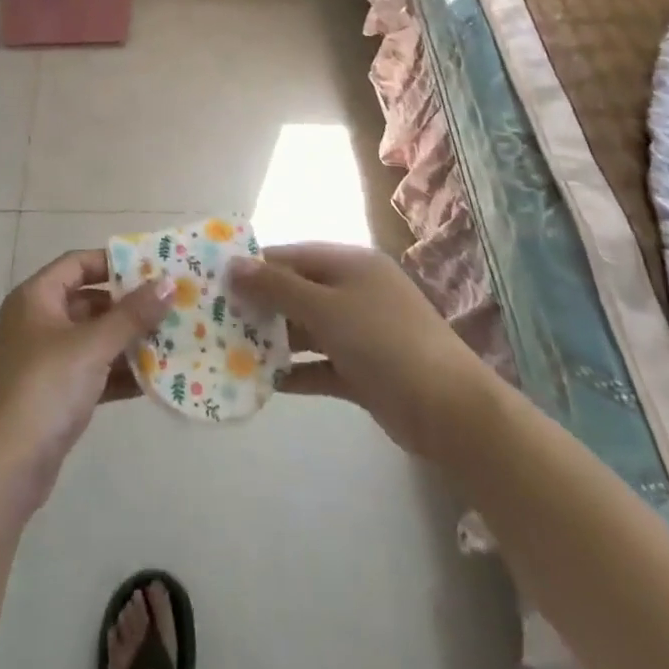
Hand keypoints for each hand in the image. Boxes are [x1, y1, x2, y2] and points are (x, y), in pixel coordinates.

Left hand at [0, 250, 172, 515]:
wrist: (0, 472)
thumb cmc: (43, 389)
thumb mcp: (91, 346)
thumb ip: (132, 315)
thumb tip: (169, 283)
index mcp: (36, 298)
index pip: (77, 263)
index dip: (114, 262)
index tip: (154, 267)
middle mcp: (38, 322)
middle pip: (89, 301)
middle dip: (129, 306)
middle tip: (172, 306)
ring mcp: (45, 361)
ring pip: (94, 340)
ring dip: (129, 342)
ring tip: (174, 341)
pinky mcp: (55, 397)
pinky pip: (93, 373)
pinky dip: (119, 374)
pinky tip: (156, 380)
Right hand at [230, 242, 494, 459]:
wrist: (451, 412)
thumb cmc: (385, 342)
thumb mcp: (326, 308)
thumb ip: (277, 287)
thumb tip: (233, 264)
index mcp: (349, 264)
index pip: (291, 256)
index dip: (255, 266)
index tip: (216, 281)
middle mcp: (354, 291)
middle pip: (296, 291)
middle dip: (260, 305)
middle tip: (217, 319)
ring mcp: (360, 332)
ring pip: (306, 329)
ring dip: (274, 340)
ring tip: (231, 350)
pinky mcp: (363, 371)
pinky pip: (320, 364)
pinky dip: (296, 372)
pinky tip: (264, 383)